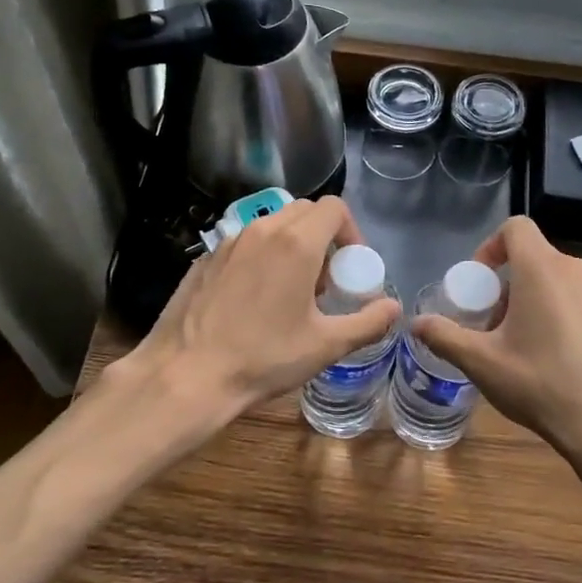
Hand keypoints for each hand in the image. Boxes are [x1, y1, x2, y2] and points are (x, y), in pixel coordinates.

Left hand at [117, 196, 400, 432]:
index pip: (334, 208)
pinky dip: (260, 257)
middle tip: (324, 281)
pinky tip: (253, 300)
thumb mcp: (326, 346)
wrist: (187, 374)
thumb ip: (368, 323)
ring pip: (272, 225)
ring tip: (290, 292)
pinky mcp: (205, 258)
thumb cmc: (263, 358)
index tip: (350, 268)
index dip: (351, 232)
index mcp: (296, 243)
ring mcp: (229, 242)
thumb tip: (393, 309)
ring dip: (292, 246)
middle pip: (304, 211)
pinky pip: (244, 243)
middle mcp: (262, 230)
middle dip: (323, 237)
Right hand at [412, 216, 581, 490]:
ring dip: (534, 303)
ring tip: (523, 350)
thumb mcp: (483, 363)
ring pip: (559, 284)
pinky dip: (562, 318)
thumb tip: (416, 324)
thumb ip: (445, 337)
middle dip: (507, 287)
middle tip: (493, 328)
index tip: (478, 284)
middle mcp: (579, 271)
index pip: (516, 228)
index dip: (490, 247)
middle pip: (535, 260)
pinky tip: (557, 364)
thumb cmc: (544, 384)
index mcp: (544, 269)